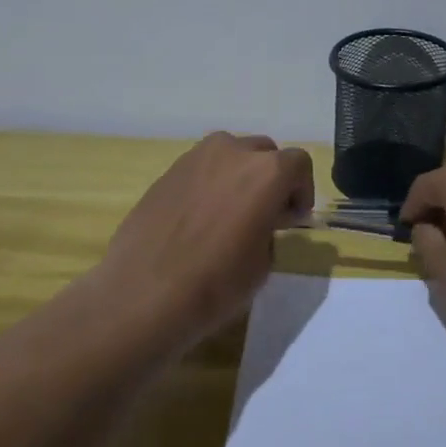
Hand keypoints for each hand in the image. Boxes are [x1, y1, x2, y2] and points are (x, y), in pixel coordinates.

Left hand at [100, 132, 314, 335]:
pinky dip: (209, 184)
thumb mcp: (263, 263)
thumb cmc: (216, 283)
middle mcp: (233, 152)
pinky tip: (199, 218)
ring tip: (230, 211)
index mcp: (267, 172)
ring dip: (239, 175)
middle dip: (271, 178)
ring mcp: (195, 158)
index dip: (302, 190)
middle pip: (264, 152)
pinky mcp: (167, 172)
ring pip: (229, 154)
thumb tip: (259, 222)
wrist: (143, 293)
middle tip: (265, 213)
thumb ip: (269, 229)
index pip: (298, 164)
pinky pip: (201, 169)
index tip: (293, 219)